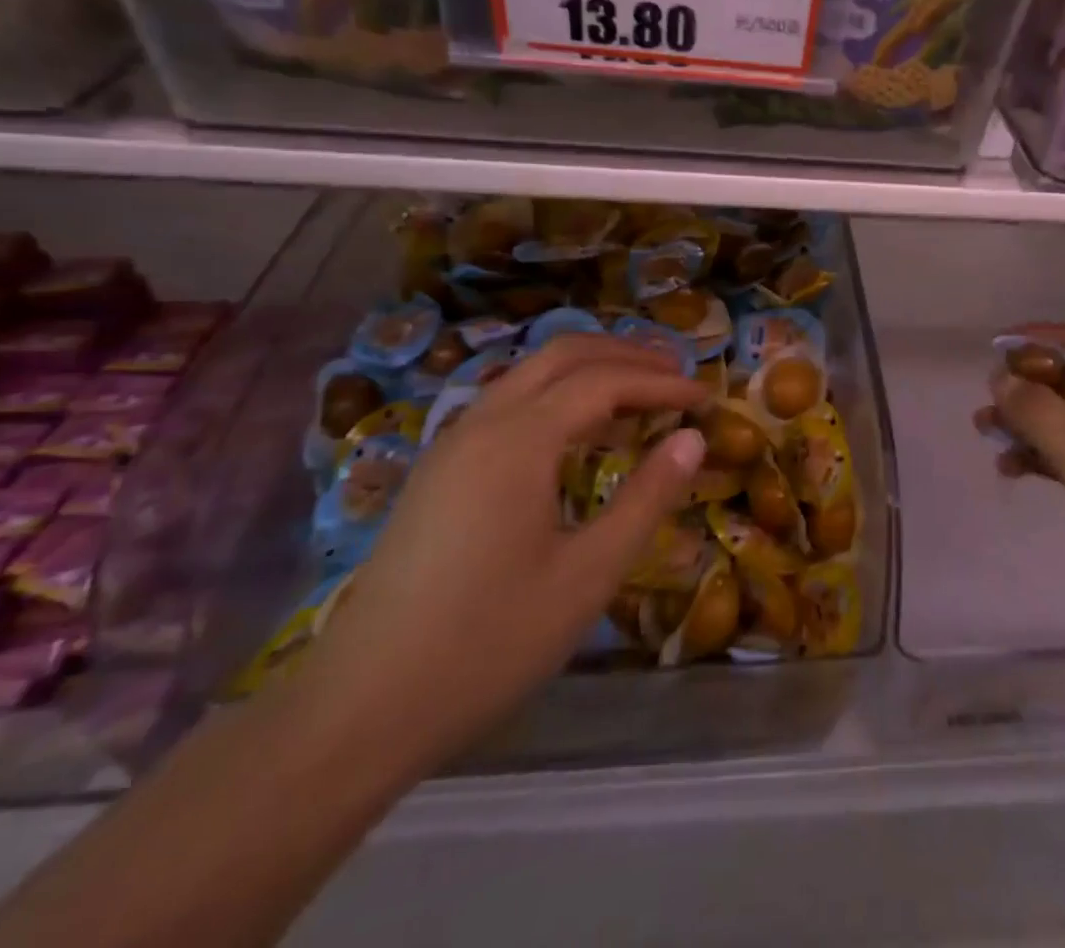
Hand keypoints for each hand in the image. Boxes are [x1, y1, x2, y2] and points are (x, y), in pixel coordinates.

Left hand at [295, 335, 708, 766]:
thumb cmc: (487, 643)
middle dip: (626, 353)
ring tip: (638, 391)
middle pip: (563, 353)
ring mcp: (451, 443)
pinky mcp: (438, 470)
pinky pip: (507, 402)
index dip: (661, 382)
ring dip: (589, 368)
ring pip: (529, 372)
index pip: (604, 381)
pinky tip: (578, 431)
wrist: (358, 710)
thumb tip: (692, 438)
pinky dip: (556, 394)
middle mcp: (481, 422)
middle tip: (677, 373)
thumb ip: (647, 498)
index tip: (707, 397)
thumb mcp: (587, 576)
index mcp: (518, 440)